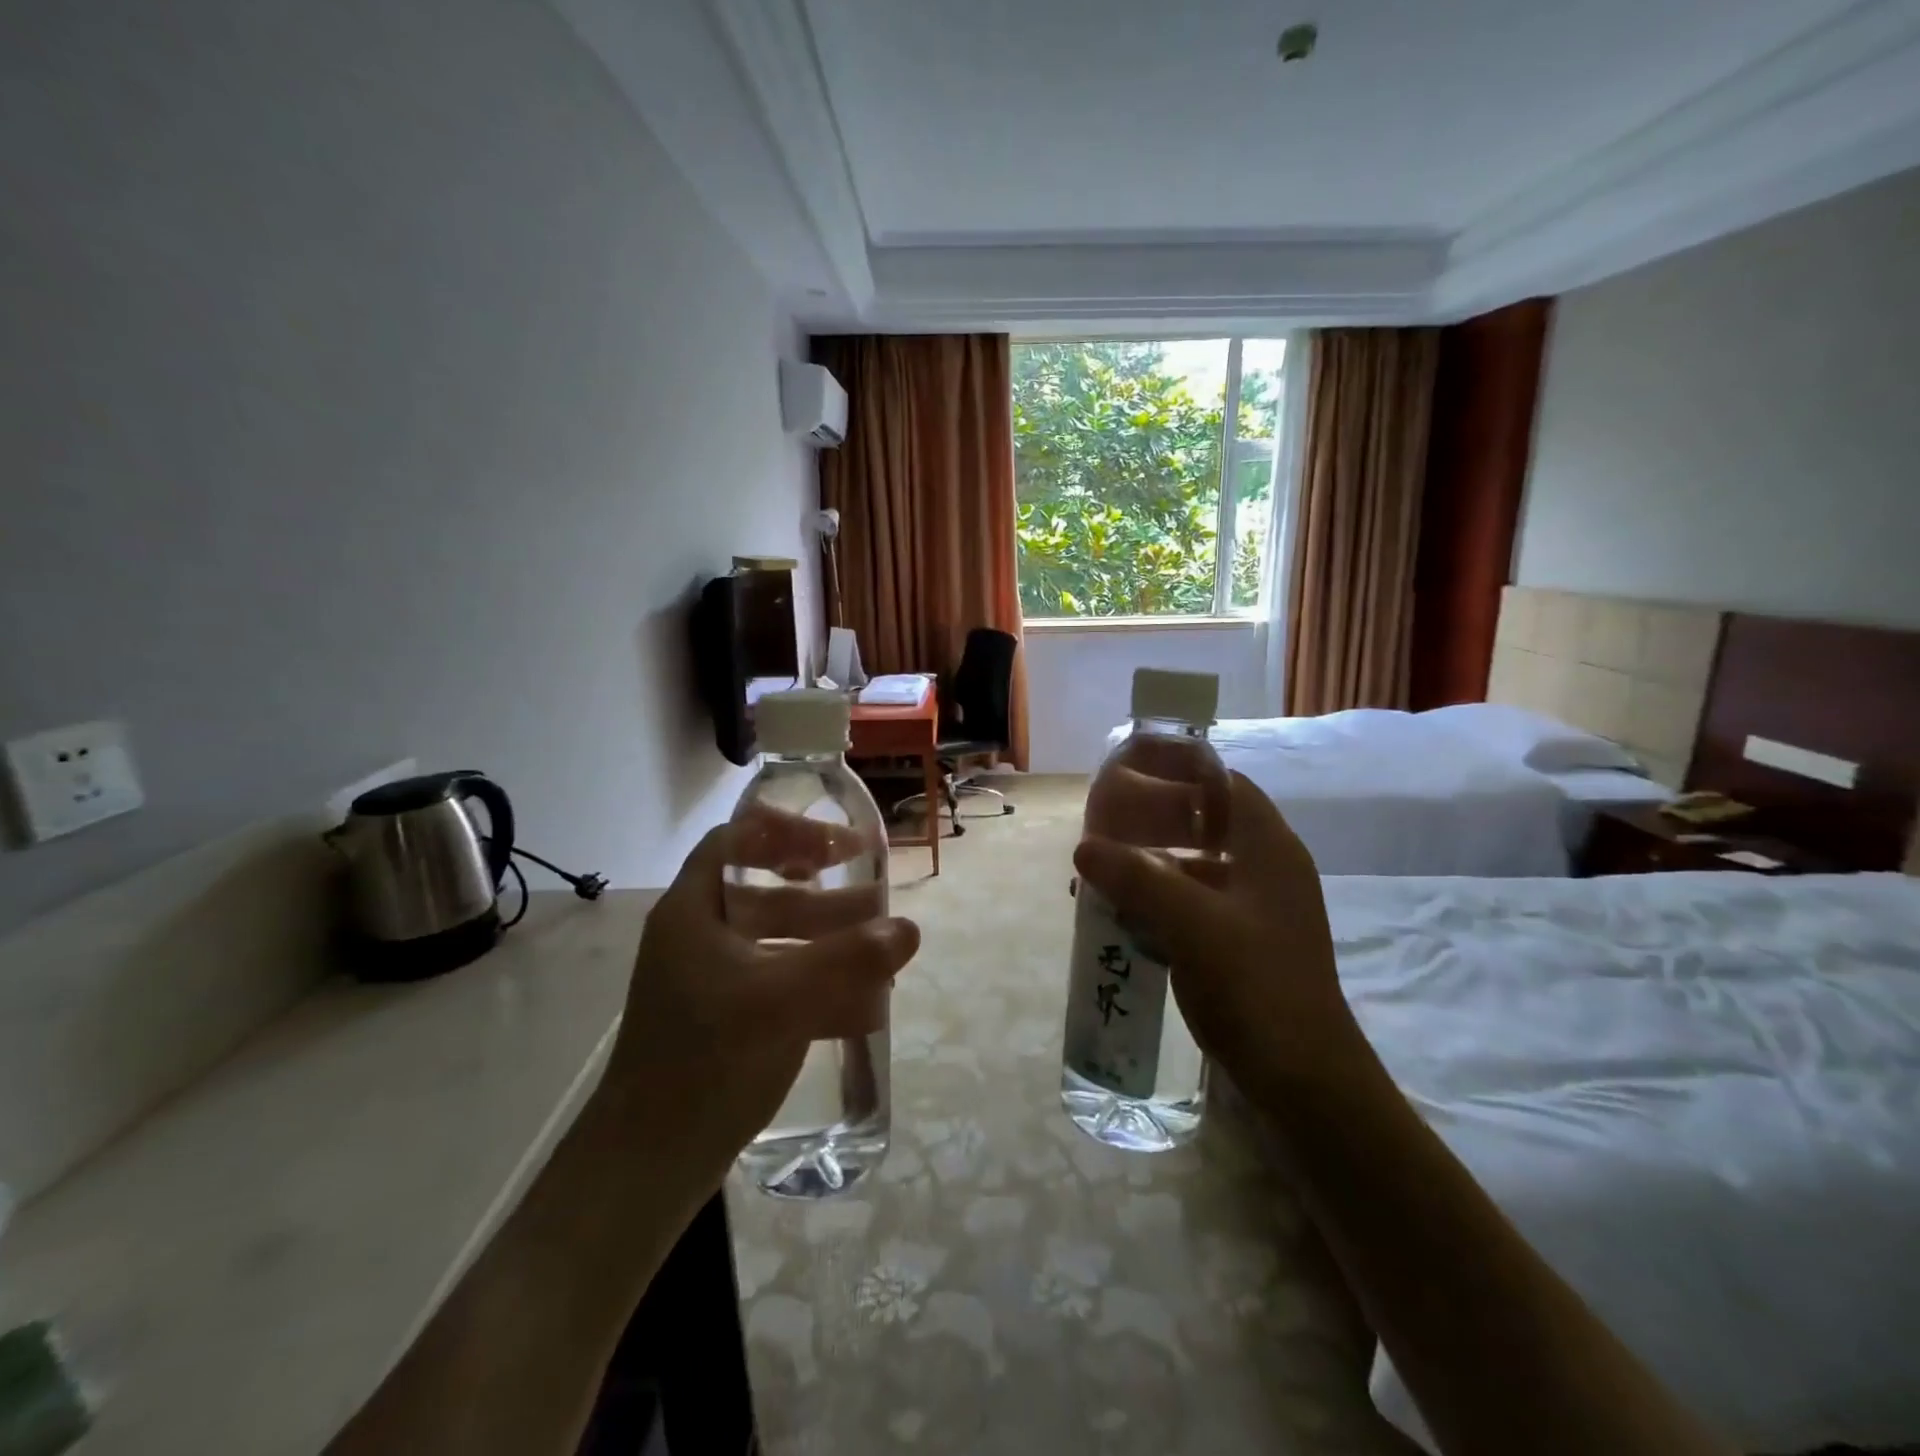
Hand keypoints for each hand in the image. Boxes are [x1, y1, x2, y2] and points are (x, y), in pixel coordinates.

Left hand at [598, 815, 919, 1193]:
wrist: (647, 1167)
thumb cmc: (707, 1061)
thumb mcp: (783, 1001)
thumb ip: (849, 960)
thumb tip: (908, 929)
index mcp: (693, 912)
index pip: (735, 841)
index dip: (786, 832)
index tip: (838, 845)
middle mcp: (698, 938)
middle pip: (764, 893)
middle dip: (824, 895)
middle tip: (875, 900)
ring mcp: (709, 983)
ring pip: (776, 942)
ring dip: (828, 941)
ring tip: (881, 951)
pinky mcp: (724, 1021)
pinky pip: (777, 984)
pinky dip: (817, 985)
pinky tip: (863, 1005)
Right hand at [1073, 771, 1367, 1096]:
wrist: (1304, 1080)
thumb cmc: (1255, 986)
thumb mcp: (1191, 924)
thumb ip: (1136, 878)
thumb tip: (1084, 847)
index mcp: (1268, 849)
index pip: (1225, 784)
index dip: (1180, 771)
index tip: (1131, 773)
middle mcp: (1267, 870)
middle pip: (1208, 824)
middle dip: (1155, 821)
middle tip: (1106, 824)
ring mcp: (1258, 911)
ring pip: (1198, 868)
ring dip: (1153, 865)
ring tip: (1105, 872)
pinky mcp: (1245, 945)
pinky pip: (1196, 906)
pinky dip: (1161, 902)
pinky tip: (1125, 917)